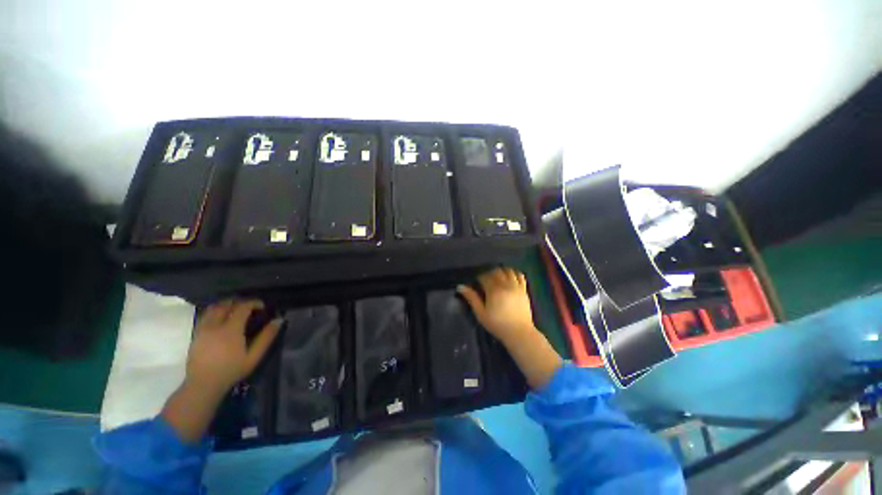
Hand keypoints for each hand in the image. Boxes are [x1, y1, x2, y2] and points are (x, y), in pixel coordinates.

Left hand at [186, 299, 281, 398]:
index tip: (262, 306)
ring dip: (225, 305)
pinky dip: (214, 312)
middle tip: (249, 307)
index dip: (254, 303)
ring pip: (212, 308)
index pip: (242, 307)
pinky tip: (221, 320)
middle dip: (238, 302)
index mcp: (230, 329)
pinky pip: (205, 316)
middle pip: (225, 304)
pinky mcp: (195, 335)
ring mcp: (202, 329)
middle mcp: (215, 325)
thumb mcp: (253, 356)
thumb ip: (266, 337)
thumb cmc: (231, 370)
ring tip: (234, 311)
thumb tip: (279, 320)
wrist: (203, 385)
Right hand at [458, 267, 536, 345]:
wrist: (519, 333)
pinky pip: (520, 275)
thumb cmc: (497, 324)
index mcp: (493, 290)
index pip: (484, 276)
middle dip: (489, 273)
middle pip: (496, 271)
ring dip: (501, 271)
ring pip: (508, 270)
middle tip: (485, 281)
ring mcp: (516, 286)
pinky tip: (509, 277)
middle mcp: (505, 284)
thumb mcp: (481, 313)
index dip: (478, 277)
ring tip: (497, 277)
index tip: (476, 282)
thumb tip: (460, 287)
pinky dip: (513, 273)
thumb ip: (471, 298)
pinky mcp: (524, 289)